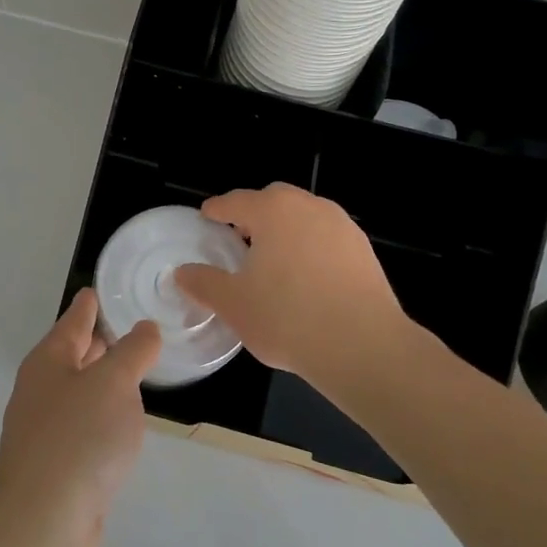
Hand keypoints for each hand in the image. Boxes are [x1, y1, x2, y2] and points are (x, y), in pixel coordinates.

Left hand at [0, 290, 160, 546]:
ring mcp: (46, 429)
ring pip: (81, 391)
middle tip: (133, 326)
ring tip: (135, 369)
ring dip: (105, 380)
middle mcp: (43, 389)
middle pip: (74, 354)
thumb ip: (133, 351)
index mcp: (50, 360)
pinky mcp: (58, 465)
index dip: (90, 304)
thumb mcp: (114, 383)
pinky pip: (86, 425)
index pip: (74, 320)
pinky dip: (104, 415)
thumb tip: (144, 329)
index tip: (100, 288)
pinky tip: (123, 422)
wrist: (43, 523)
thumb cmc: (78, 438)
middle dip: (100, 341)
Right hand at [175, 183, 407, 382]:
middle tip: (238, 237)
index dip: (217, 209)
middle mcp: (309, 207)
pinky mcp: (364, 250)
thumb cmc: (288, 318)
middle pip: (274, 201)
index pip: (236, 201)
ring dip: (286, 229)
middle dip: (254, 214)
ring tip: (273, 259)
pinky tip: (306, 278)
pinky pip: (327, 238)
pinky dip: (311, 248)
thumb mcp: (234, 304)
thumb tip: (182, 272)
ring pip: (304, 217)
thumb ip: (204, 283)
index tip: (207, 216)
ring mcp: (342, 226)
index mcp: (273, 211)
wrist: (363, 346)